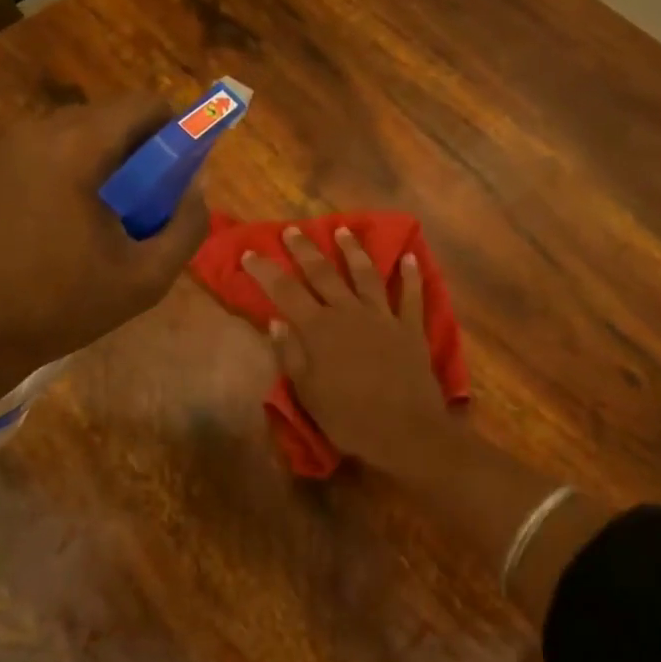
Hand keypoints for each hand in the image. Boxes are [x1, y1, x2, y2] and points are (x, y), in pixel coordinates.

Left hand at [0, 95, 208, 376]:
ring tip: (113, 221)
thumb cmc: (61, 305)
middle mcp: (39, 130)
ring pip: (83, 133)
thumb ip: (187, 226)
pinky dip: (78, 172)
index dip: (178, 131)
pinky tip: (75, 224)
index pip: (145, 105)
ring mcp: (9, 146)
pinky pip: (53, 150)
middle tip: (151, 207)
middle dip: (144, 152)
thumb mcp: (146, 277)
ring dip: (111, 163)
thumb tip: (197, 188)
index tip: (183, 174)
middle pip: (114, 117)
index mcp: (77, 147)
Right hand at [242, 227, 454, 474]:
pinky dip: (411, 276)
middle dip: (305, 249)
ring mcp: (383, 317)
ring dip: (353, 250)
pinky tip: (410, 258)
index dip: (265, 270)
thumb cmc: (349, 417)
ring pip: (366, 274)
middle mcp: (349, 313)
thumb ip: (290, 354)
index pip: (285, 291)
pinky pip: (411, 296)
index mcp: (319, 329)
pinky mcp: (411, 328)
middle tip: (292, 230)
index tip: (249, 253)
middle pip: (324, 273)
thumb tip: (276, 321)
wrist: (405, 431)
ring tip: (344, 229)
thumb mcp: (307, 392)